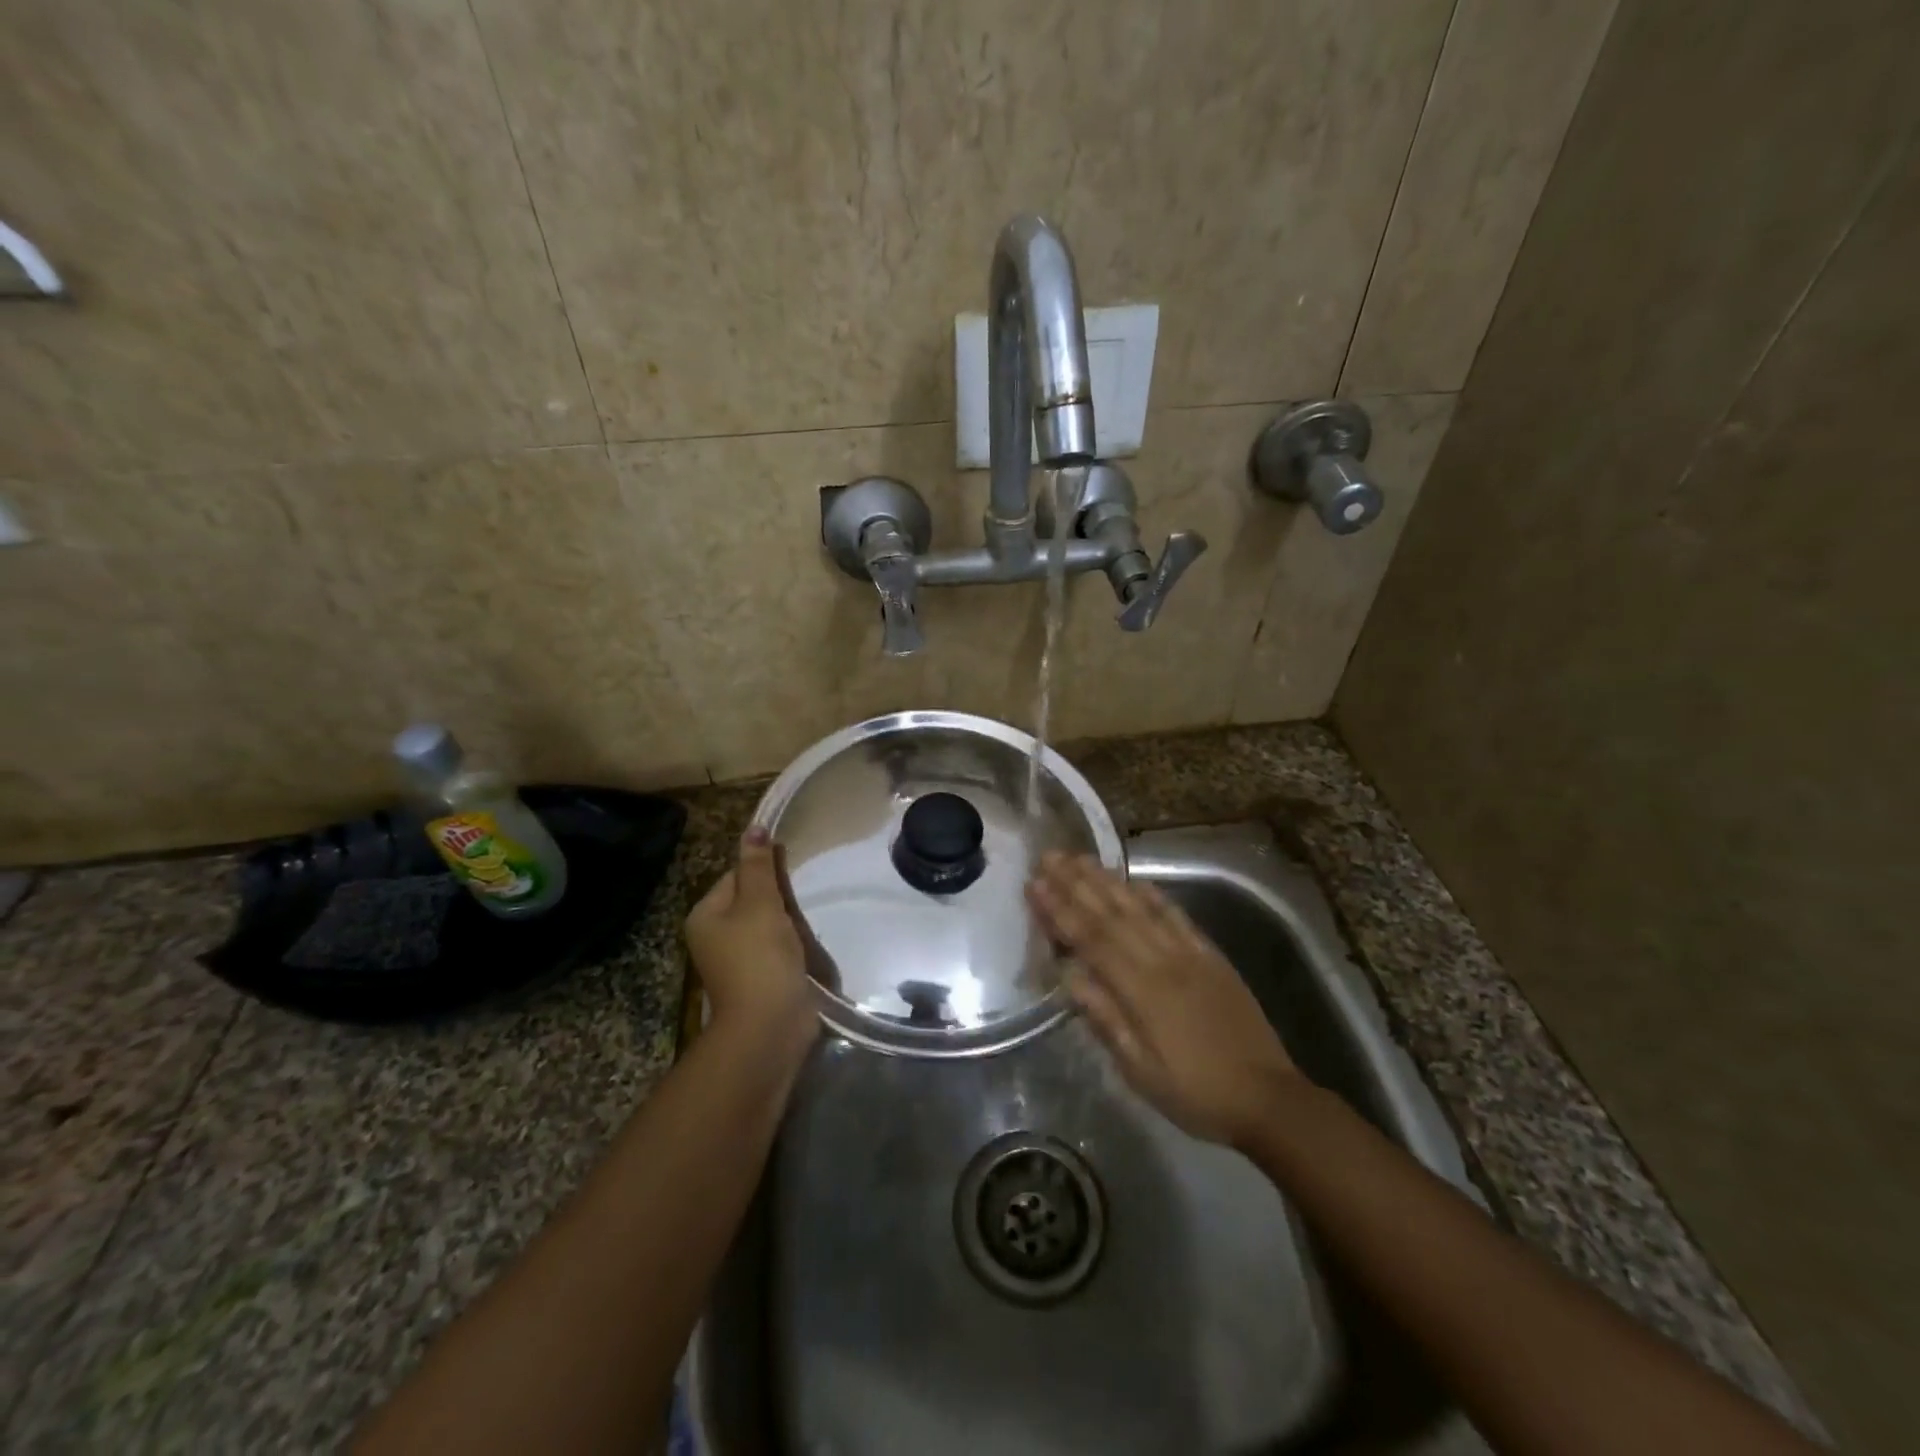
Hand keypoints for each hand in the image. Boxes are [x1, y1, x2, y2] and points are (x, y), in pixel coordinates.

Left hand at [685, 828, 818, 1055]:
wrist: (770, 1026)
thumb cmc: (760, 958)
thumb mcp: (760, 904)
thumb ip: (758, 866)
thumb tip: (754, 827)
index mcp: (706, 915)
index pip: (736, 875)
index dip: (765, 870)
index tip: (792, 871)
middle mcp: (714, 936)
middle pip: (751, 899)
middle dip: (779, 897)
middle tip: (804, 896)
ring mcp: (737, 960)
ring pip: (767, 924)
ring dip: (788, 921)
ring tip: (808, 919)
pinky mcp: (760, 978)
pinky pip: (776, 948)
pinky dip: (792, 944)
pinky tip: (807, 944)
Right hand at [1028, 852, 1306, 1147]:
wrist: (1267, 1098)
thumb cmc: (1195, 1093)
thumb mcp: (1141, 1071)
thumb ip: (1105, 1019)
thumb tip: (1068, 975)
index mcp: (1142, 992)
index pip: (1092, 940)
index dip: (1060, 910)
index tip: (1035, 884)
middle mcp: (1164, 961)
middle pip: (1112, 914)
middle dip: (1076, 883)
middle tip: (1048, 856)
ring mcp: (1190, 954)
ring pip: (1141, 907)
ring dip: (1107, 880)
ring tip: (1079, 858)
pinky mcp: (1211, 955)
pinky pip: (1177, 916)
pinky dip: (1154, 895)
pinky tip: (1135, 880)